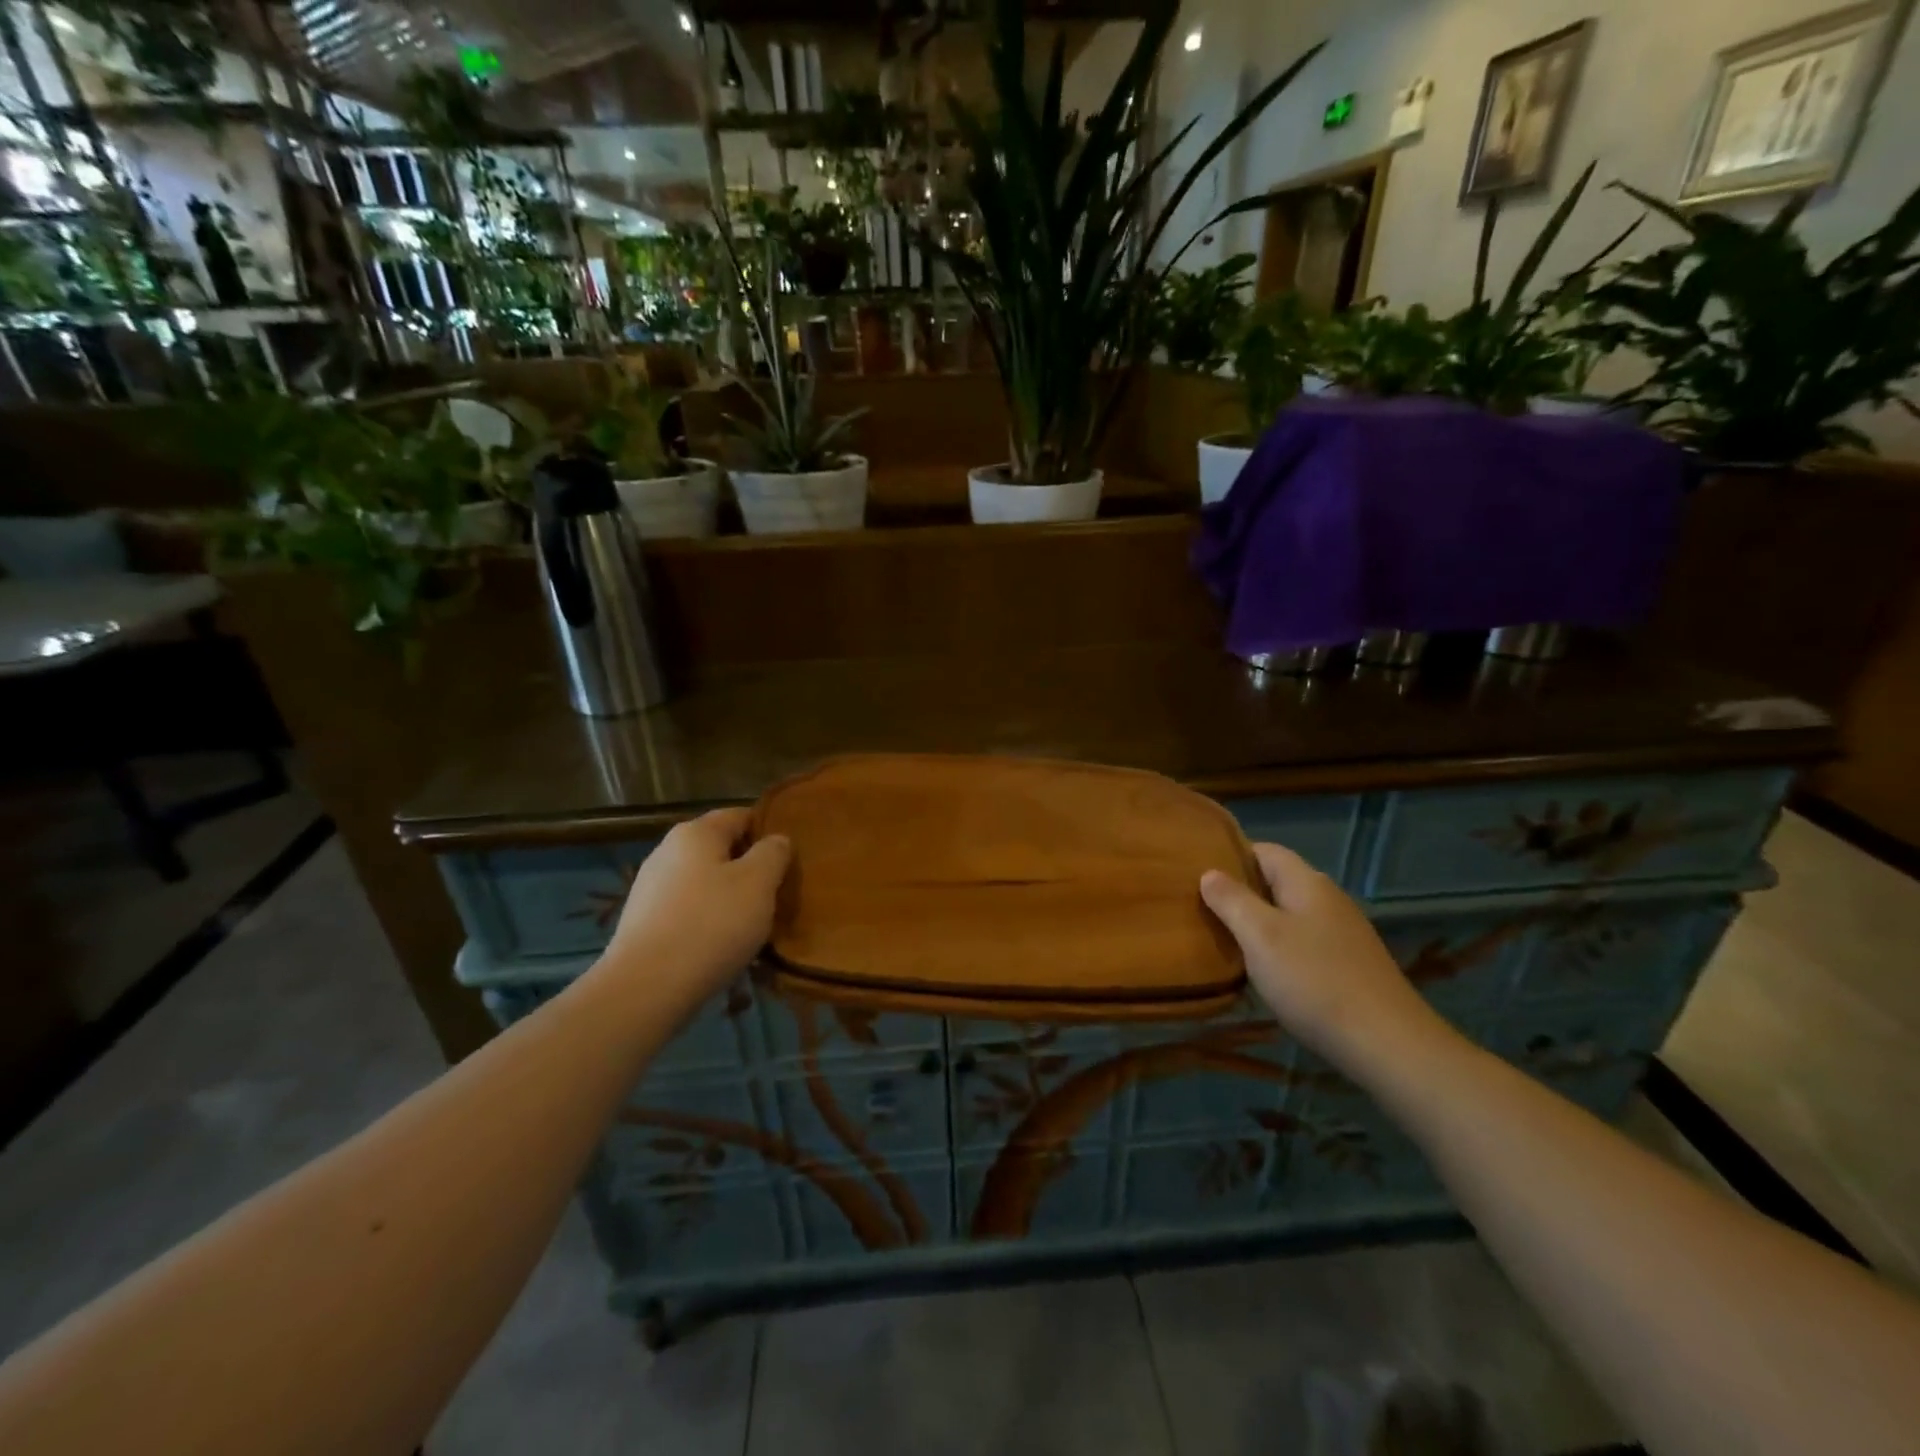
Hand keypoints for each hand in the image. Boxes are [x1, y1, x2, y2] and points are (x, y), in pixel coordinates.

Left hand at [600, 808, 791, 1005]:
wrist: (646, 988)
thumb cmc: (711, 925)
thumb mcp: (759, 883)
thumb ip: (773, 853)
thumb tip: (776, 840)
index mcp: (696, 832)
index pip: (741, 815)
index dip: (768, 831)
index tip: (790, 857)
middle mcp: (668, 851)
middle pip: (720, 849)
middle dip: (749, 867)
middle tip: (776, 893)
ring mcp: (650, 887)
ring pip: (704, 882)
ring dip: (729, 896)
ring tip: (753, 924)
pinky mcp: (643, 922)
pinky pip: (687, 910)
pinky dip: (707, 920)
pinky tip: (721, 945)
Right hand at [1200, 842, 1452, 1074]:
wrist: (1388, 1044)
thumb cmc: (1314, 980)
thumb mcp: (1260, 936)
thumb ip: (1232, 900)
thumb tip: (1209, 873)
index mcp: (1307, 883)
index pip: (1265, 850)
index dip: (1231, 855)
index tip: (1197, 870)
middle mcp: (1328, 899)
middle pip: (1277, 882)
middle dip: (1240, 891)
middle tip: (1202, 906)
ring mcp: (1343, 933)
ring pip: (1289, 914)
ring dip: (1257, 922)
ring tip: (1224, 938)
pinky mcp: (1349, 965)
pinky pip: (1303, 942)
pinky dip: (1278, 948)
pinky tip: (1263, 971)